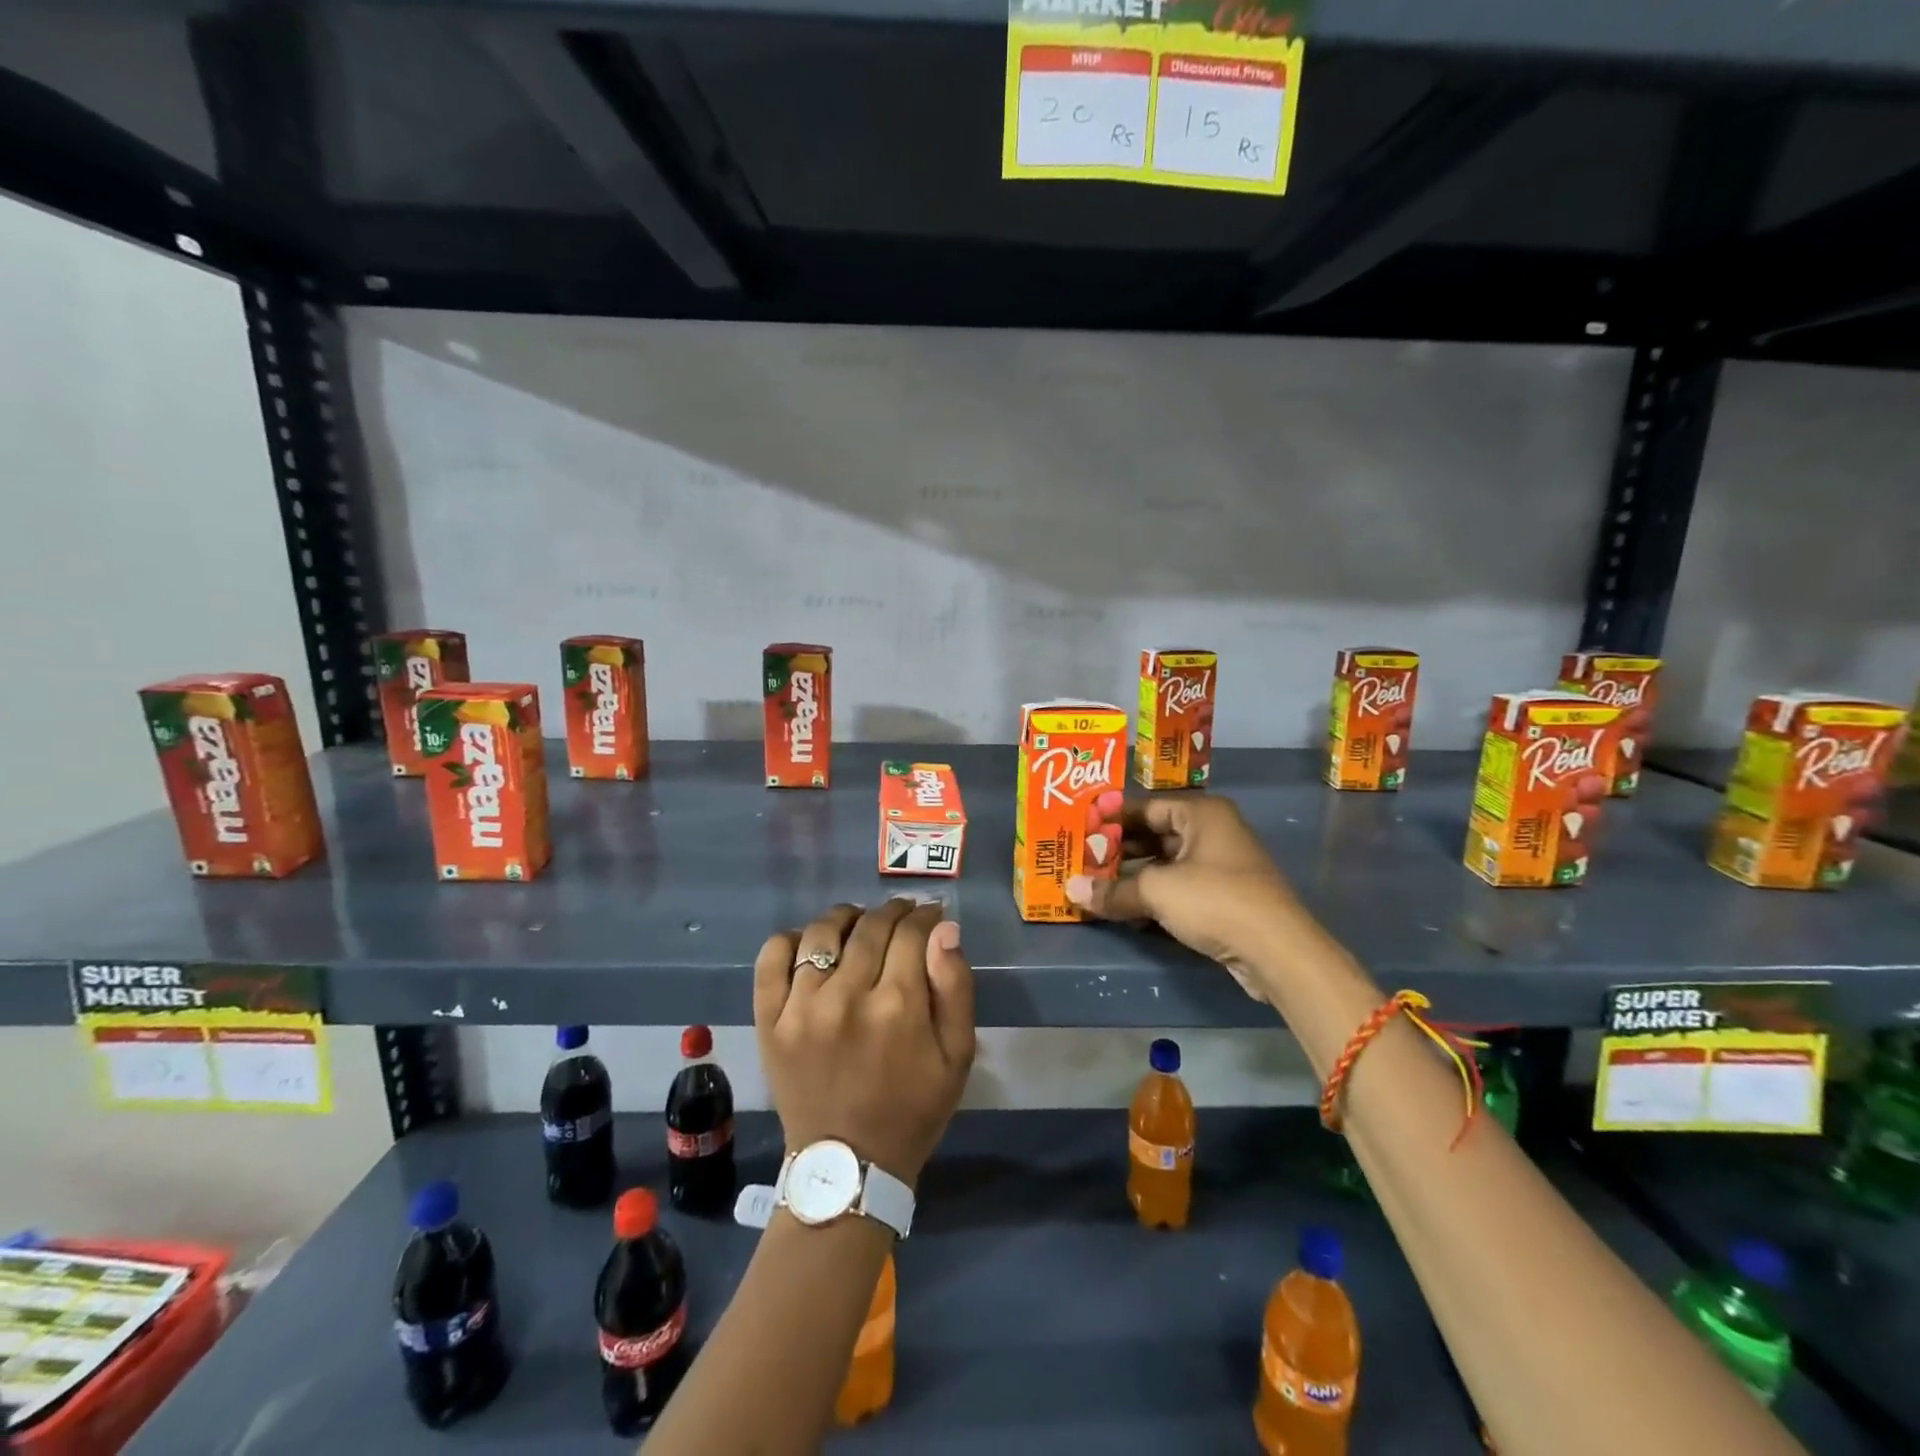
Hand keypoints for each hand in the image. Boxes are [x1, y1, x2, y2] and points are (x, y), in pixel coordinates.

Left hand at [754, 899, 974, 1185]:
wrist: (847, 1167)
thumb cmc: (912, 1109)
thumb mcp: (957, 1056)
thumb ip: (955, 987)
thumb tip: (944, 929)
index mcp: (897, 1006)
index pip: (911, 932)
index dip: (925, 916)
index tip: (930, 915)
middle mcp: (846, 996)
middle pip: (870, 926)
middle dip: (893, 912)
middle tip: (902, 916)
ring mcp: (801, 1006)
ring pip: (822, 932)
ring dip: (846, 917)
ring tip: (858, 924)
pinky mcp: (770, 1019)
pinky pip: (772, 957)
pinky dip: (791, 939)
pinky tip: (810, 943)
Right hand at [1066, 795, 1292, 1001]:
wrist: (1276, 951)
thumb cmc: (1215, 900)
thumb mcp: (1157, 891)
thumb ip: (1113, 890)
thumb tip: (1071, 891)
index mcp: (1202, 813)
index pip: (1146, 807)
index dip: (1111, 819)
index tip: (1079, 830)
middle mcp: (1212, 832)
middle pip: (1154, 835)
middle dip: (1118, 850)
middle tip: (1080, 860)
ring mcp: (1220, 866)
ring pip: (1165, 864)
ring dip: (1132, 877)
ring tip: (1093, 885)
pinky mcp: (1222, 897)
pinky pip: (1177, 888)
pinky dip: (1151, 895)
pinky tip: (1122, 909)